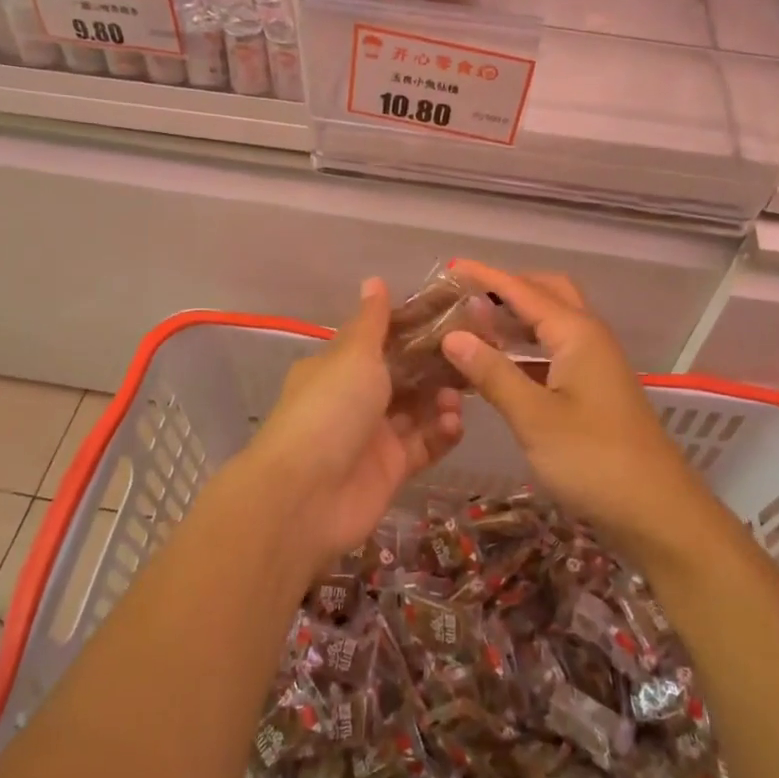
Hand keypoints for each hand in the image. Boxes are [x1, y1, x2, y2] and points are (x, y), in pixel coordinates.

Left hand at [250, 278, 462, 565]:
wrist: (306, 497)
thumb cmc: (330, 409)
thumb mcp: (352, 355)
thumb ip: (372, 322)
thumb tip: (374, 280)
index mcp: (339, 367)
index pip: (382, 340)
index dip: (415, 329)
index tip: (453, 318)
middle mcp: (355, 398)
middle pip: (404, 376)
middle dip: (436, 366)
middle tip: (472, 354)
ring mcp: (373, 436)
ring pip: (417, 411)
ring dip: (440, 400)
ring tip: (457, 395)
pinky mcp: (391, 470)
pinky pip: (423, 446)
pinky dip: (441, 434)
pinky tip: (454, 423)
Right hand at [438, 262, 718, 561]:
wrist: (659, 512)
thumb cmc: (595, 460)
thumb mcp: (535, 417)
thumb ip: (492, 373)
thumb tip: (452, 336)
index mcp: (577, 333)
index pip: (523, 290)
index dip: (485, 277)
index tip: (449, 268)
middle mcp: (589, 337)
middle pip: (547, 293)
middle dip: (507, 288)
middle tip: (466, 298)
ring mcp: (595, 363)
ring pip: (552, 323)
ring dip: (516, 318)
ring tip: (474, 325)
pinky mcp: (595, 389)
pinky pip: (555, 350)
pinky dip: (526, 348)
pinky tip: (500, 366)